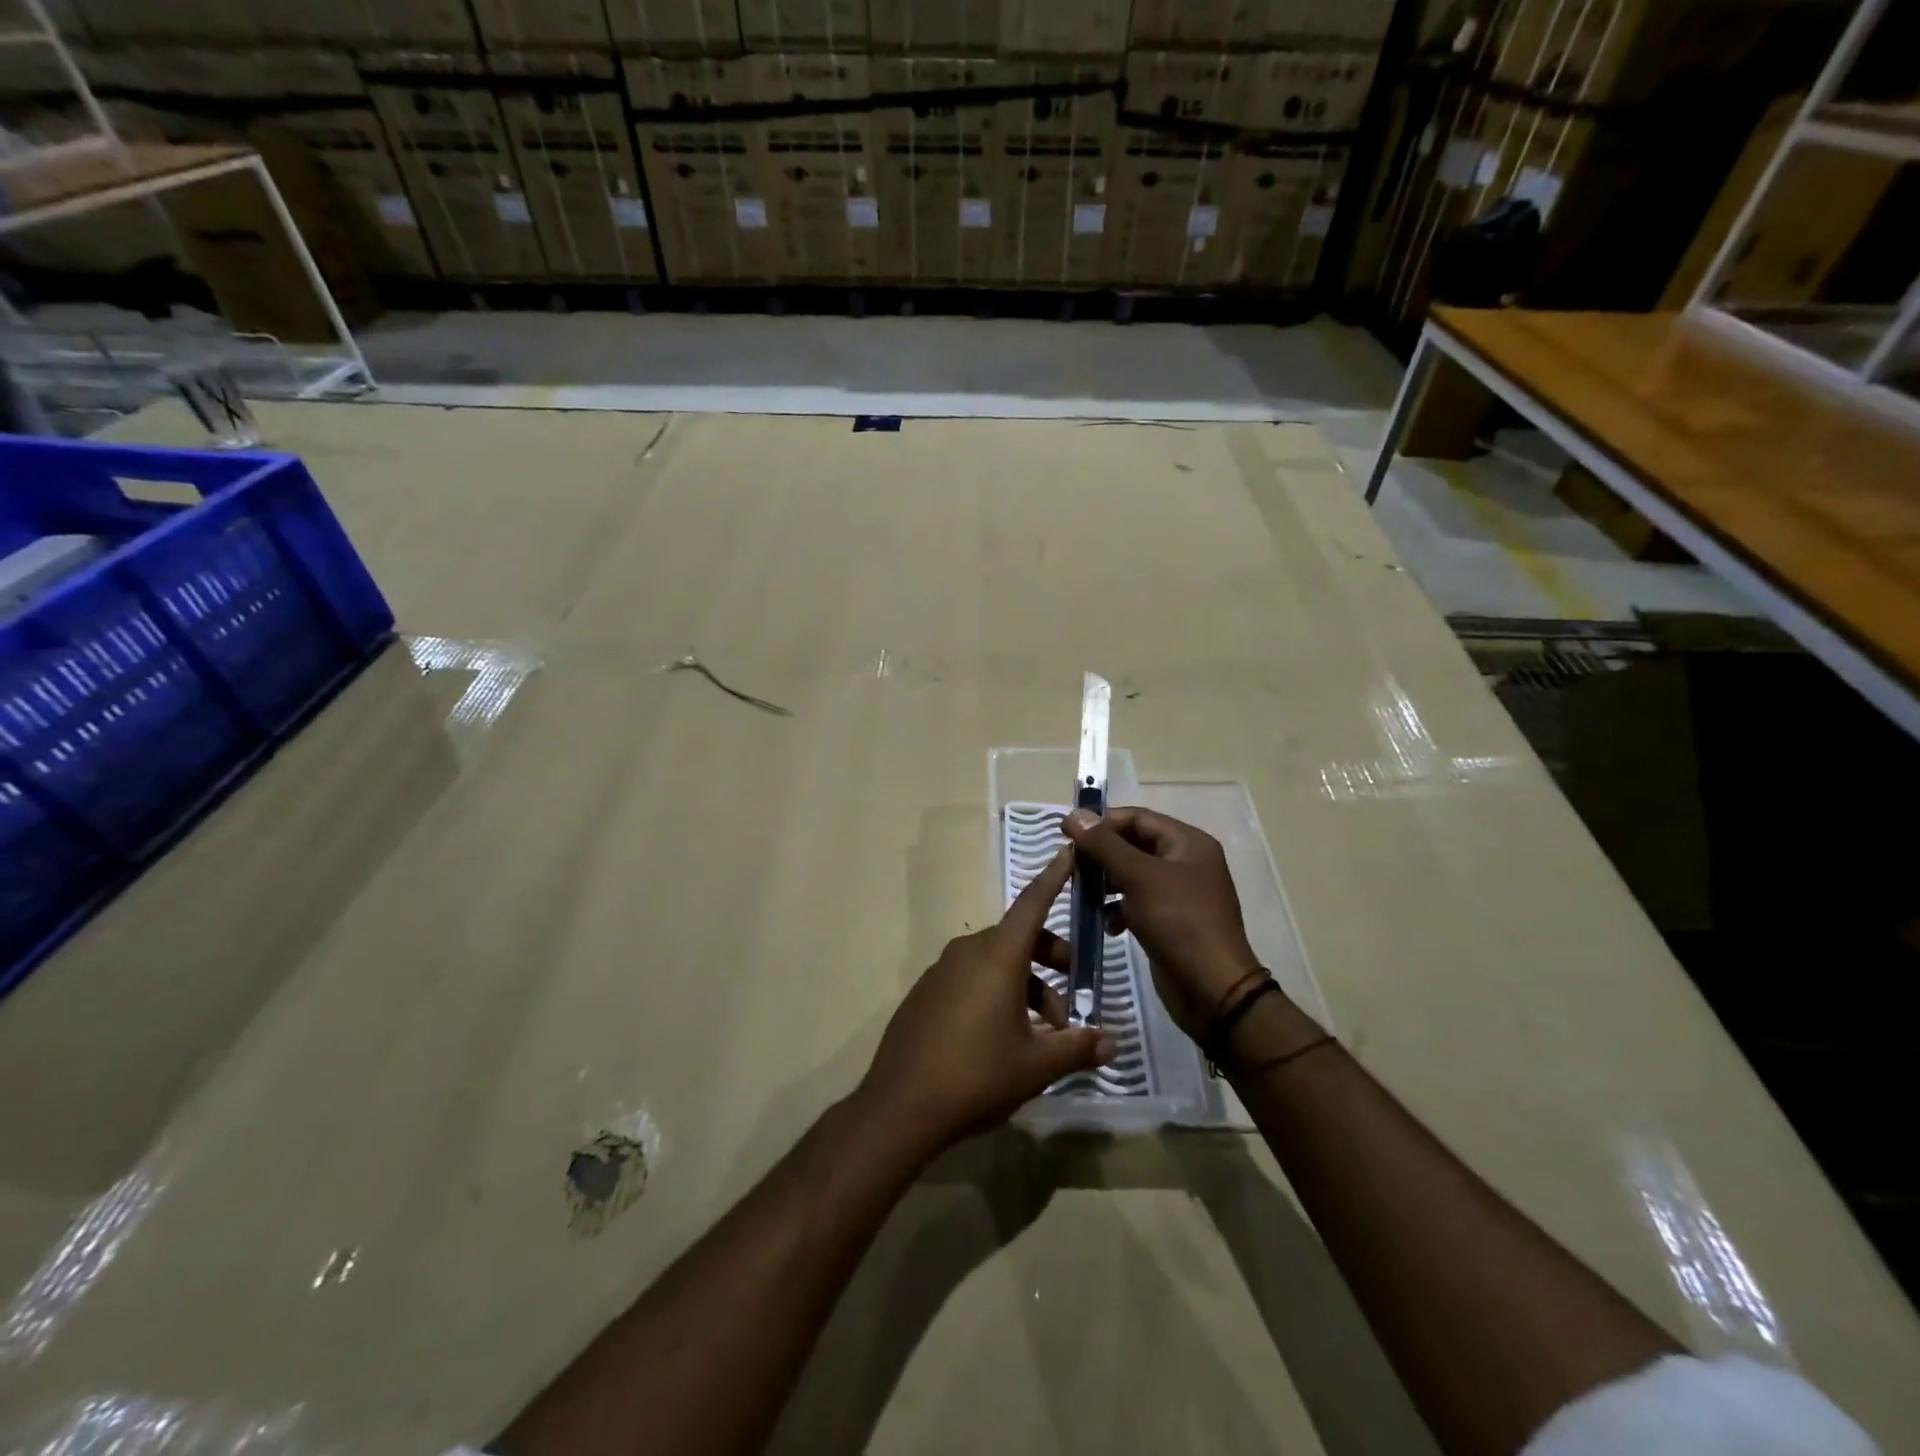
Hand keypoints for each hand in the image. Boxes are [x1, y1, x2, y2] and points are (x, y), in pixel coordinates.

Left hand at [860, 847, 1116, 1153]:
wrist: (899, 1106)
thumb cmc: (976, 1075)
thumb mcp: (1035, 1065)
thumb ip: (1076, 1048)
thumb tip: (1111, 1043)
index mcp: (997, 956)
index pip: (1033, 903)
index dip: (1054, 878)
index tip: (1069, 851)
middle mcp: (968, 952)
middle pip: (1019, 939)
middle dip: (1051, 960)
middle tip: (1073, 996)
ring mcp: (942, 971)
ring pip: (996, 962)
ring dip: (1026, 986)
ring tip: (1044, 1033)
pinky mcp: (926, 993)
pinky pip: (971, 978)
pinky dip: (996, 993)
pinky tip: (1005, 1037)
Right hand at [1062, 807, 1262, 1042]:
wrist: (1212, 990)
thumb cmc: (1179, 922)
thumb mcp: (1139, 877)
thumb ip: (1105, 845)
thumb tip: (1075, 814)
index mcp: (1188, 842)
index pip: (1137, 818)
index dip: (1102, 822)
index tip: (1066, 834)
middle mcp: (1186, 862)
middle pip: (1134, 844)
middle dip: (1101, 854)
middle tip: (1070, 865)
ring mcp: (1180, 893)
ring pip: (1133, 875)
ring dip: (1106, 883)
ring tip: (1081, 894)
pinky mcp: (1171, 921)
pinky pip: (1138, 903)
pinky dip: (1118, 909)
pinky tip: (1106, 924)